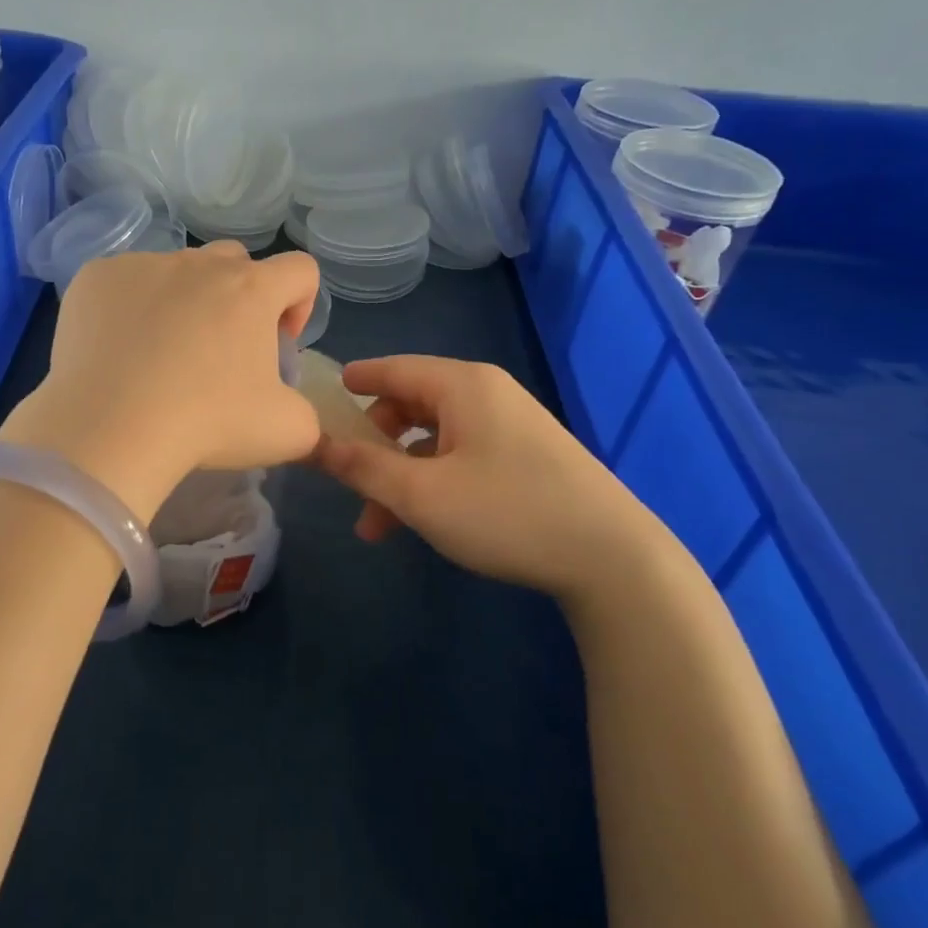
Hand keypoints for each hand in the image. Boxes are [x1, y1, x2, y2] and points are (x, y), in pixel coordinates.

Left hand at [0, 243, 322, 519]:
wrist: (111, 429)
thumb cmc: (207, 424)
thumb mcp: (287, 432)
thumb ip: (307, 413)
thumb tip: (290, 407)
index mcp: (252, 289)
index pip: (300, 270)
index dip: (300, 305)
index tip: (278, 345)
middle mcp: (199, 263)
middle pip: (236, 262)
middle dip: (241, 297)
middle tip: (222, 350)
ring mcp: (143, 264)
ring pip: (177, 270)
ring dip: (183, 300)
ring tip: (163, 353)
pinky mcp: (96, 276)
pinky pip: (124, 282)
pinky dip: (130, 307)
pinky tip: (119, 351)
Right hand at [312, 355, 667, 600]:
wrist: (614, 558)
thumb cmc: (506, 513)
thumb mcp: (420, 494)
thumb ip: (362, 467)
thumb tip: (313, 442)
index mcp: (462, 386)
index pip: (392, 369)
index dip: (355, 382)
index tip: (322, 396)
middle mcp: (487, 394)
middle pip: (411, 405)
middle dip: (374, 445)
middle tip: (348, 481)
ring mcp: (511, 426)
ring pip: (434, 439)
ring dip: (400, 475)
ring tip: (377, 526)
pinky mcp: (528, 457)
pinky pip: (462, 456)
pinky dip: (433, 481)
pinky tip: (423, 521)